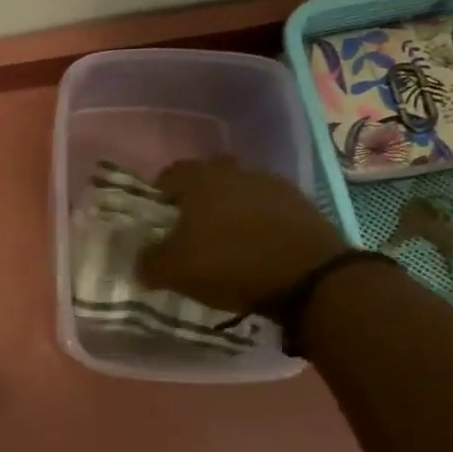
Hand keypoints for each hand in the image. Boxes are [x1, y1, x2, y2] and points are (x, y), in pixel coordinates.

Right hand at [136, 157, 346, 313]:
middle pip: (207, 177)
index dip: (159, 195)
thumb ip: (148, 262)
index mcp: (199, 180)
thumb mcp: (174, 271)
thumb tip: (141, 261)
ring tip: (226, 239)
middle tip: (191, 227)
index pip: (169, 174)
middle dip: (197, 197)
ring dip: (230, 207)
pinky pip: (268, 206)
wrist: (311, 279)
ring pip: (239, 190)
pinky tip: (257, 246)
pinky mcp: (302, 204)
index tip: (158, 219)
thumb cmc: (230, 264)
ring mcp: (272, 185)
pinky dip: (259, 220)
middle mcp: (235, 172)